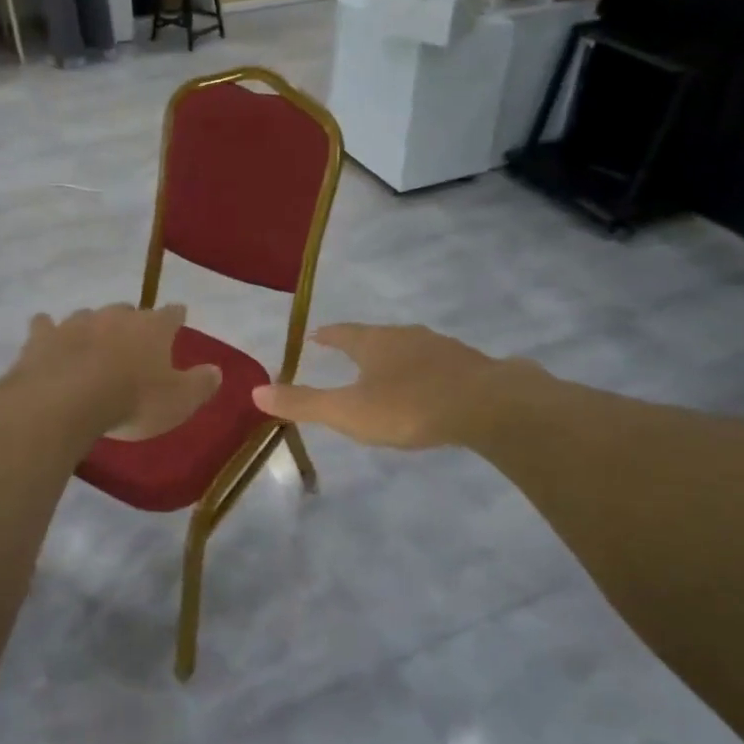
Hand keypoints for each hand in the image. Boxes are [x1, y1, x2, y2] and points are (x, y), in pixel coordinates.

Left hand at [5, 303, 221, 441]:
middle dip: (132, 322)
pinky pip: (45, 325)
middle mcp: (115, 316)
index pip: (172, 314)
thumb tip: (216, 370)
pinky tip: (46, 335)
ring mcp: (76, 322)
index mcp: (152, 328)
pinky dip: (48, 330)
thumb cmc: (132, 400)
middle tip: (133, 341)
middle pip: (128, 311)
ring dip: (93, 327)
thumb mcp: (179, 402)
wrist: (67, 401)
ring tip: (93, 344)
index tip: (179, 318)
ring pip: (88, 316)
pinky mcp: (43, 336)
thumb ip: (200, 384)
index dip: (176, 316)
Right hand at [254, 323, 521, 449]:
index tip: (315, 335)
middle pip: (376, 336)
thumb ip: (304, 403)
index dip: (327, 335)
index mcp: (374, 342)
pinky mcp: (469, 364)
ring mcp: (440, 347)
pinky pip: (437, 363)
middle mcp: (405, 336)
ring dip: (394, 357)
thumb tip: (255, 391)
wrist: (488, 405)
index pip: (342, 332)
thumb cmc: (409, 407)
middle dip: (361, 345)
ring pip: (409, 347)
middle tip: (348, 353)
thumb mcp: (348, 411)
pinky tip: (429, 387)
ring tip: (386, 371)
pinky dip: (424, 371)